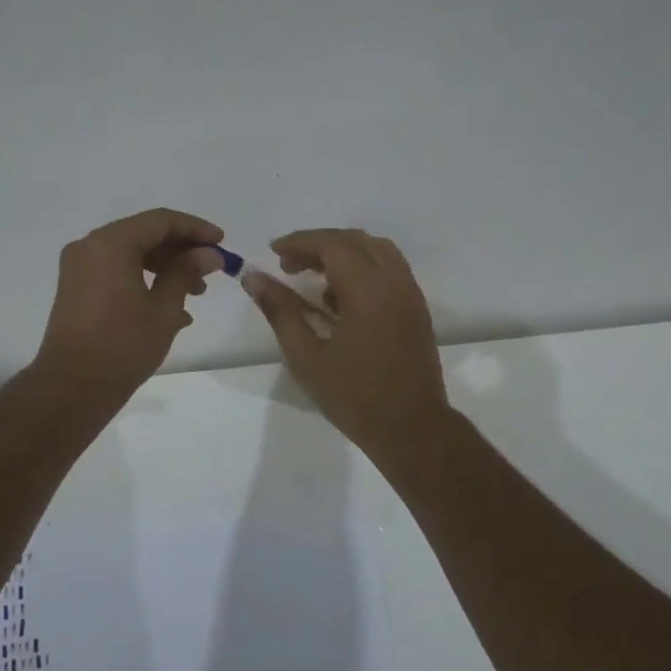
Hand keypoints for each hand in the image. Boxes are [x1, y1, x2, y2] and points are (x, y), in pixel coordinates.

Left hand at [33, 208, 224, 398]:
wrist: (72, 388)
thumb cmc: (123, 346)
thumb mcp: (164, 308)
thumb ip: (186, 272)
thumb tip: (209, 254)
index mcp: (111, 243)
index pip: (161, 221)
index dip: (195, 229)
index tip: (222, 243)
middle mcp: (90, 246)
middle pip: (144, 234)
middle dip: (181, 250)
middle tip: (211, 270)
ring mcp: (80, 267)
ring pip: (131, 253)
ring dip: (165, 266)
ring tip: (196, 293)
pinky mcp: (76, 287)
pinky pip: (116, 270)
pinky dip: (144, 279)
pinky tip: (171, 307)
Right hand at [242, 228, 452, 464]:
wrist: (412, 429)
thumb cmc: (354, 396)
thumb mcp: (306, 356)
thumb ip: (280, 310)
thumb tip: (253, 277)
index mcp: (368, 290)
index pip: (332, 244)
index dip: (300, 241)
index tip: (274, 251)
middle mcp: (394, 281)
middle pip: (355, 241)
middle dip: (319, 245)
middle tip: (289, 266)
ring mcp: (410, 293)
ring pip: (376, 250)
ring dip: (343, 253)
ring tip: (314, 278)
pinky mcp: (417, 308)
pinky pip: (389, 269)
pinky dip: (362, 268)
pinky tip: (341, 300)